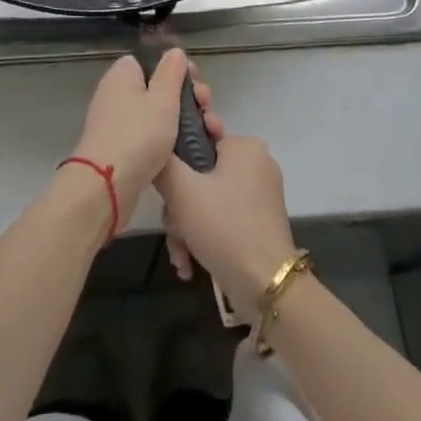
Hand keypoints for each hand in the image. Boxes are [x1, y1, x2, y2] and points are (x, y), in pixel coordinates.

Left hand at [71, 49, 194, 218]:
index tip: (196, 80)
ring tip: (209, 130)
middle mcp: (116, 96)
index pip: (149, 61)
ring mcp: (117, 124)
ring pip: (157, 115)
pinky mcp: (122, 150)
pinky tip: (190, 149)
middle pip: (157, 88)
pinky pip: (150, 136)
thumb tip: (174, 51)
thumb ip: (171, 72)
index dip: (175, 69)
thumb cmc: (138, 134)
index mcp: (122, 76)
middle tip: (206, 107)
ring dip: (184, 120)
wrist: (106, 186)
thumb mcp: (162, 98)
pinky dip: (170, 140)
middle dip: (186, 96)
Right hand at [156, 105, 295, 321]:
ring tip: (180, 255)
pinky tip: (190, 262)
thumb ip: (163, 163)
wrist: (266, 285)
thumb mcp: (182, 190)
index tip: (163, 181)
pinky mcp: (259, 221)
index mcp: (245, 146)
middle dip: (179, 205)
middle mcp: (257, 164)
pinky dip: (204, 236)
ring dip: (187, 226)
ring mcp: (260, 194)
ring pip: (208, 199)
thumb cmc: (224, 226)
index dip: (176, 157)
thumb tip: (155, 147)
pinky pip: (222, 217)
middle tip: (173, 227)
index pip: (199, 135)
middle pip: (200, 174)